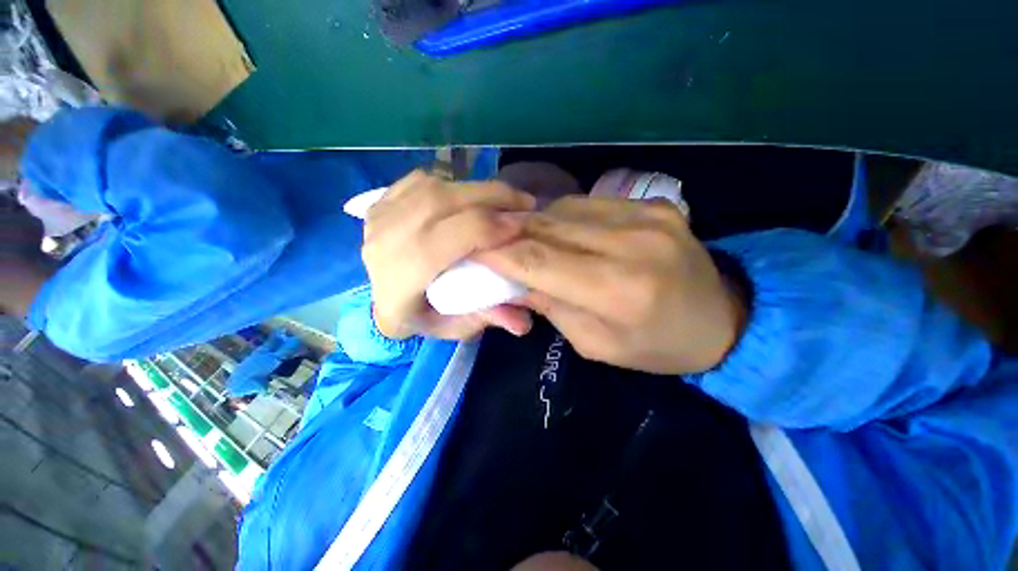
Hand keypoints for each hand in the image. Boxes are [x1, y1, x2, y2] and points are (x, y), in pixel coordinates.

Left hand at [362, 170, 536, 340]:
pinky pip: (421, 180)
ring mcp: (377, 218)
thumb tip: (525, 323)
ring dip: (476, 189)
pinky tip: (469, 196)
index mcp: (398, 282)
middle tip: (524, 202)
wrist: (383, 304)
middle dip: (490, 197)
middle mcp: (382, 244)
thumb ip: (488, 319)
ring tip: (505, 198)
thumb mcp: (455, 327)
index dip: (485, 229)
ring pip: (433, 187)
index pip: (442, 242)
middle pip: (438, 203)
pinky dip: (453, 184)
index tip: (520, 227)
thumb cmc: (421, 319)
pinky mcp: (380, 203)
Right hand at [476, 196, 746, 373]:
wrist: (721, 319)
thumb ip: (550, 305)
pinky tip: (554, 226)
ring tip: (515, 232)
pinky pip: (590, 204)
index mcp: (619, 291)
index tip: (470, 249)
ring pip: (566, 209)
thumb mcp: (595, 343)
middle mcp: (633, 244)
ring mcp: (647, 216)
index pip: (541, 262)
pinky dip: (563, 214)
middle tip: (485, 237)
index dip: (500, 253)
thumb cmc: (654, 346)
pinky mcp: (654, 204)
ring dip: (534, 221)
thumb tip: (511, 279)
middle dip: (511, 232)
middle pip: (551, 229)